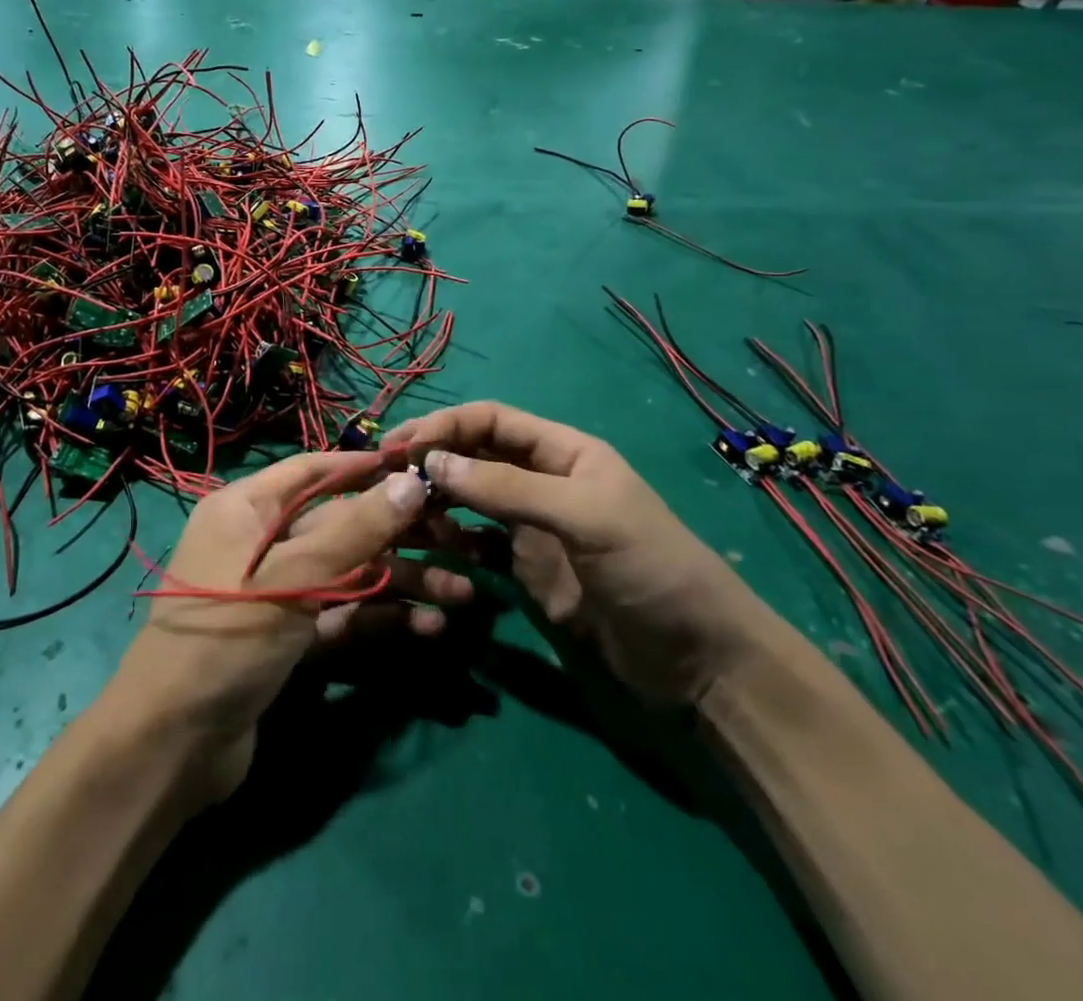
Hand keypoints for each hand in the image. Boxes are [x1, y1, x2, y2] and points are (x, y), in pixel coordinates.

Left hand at [107, 451, 471, 802]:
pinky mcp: (289, 638)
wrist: (171, 747)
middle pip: (340, 524)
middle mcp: (262, 541)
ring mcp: (277, 592)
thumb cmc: (226, 638)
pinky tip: (429, 628)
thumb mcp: (292, 579)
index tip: (421, 467)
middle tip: (460, 540)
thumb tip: (411, 482)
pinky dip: (380, 618)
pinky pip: (342, 615)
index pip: (314, 470)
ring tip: (462, 594)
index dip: (366, 466)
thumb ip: (354, 530)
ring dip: (401, 582)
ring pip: (349, 573)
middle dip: (399, 534)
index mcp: (247, 508)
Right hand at [382, 402, 772, 706]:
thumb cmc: (650, 569)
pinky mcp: (526, 570)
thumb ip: (507, 488)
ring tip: (402, 513)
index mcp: (563, 452)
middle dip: (432, 459)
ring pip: (469, 499)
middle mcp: (542, 481)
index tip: (403, 445)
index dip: (446, 426)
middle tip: (384, 474)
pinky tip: (430, 547)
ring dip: (436, 500)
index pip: (491, 420)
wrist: (698, 663)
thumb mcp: (583, 516)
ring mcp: (532, 527)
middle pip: (475, 456)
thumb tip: (431, 462)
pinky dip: (451, 541)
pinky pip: (477, 544)